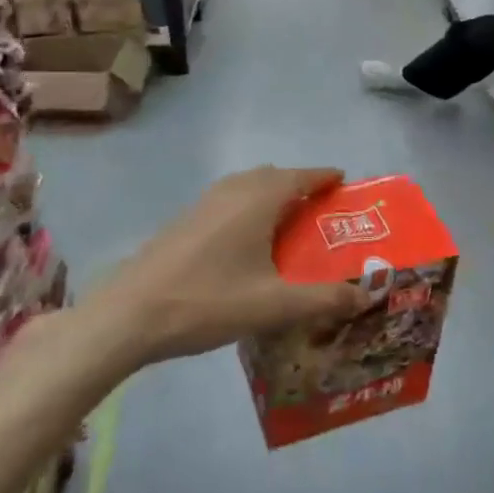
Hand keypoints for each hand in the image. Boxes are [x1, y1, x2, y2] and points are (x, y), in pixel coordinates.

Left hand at [81, 166, 367, 369]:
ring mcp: (202, 204)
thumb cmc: (207, 302)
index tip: (344, 181)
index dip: (325, 176)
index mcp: (257, 200)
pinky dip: (248, 207)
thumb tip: (366, 296)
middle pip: (273, 176)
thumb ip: (323, 299)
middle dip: (299, 185)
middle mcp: (232, 191)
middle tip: (320, 210)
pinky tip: (246, 242)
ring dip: (270, 195)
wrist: (127, 316)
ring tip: (287, 224)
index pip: (301, 176)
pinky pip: (228, 200)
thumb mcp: (274, 306)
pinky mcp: (183, 221)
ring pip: (246, 186)